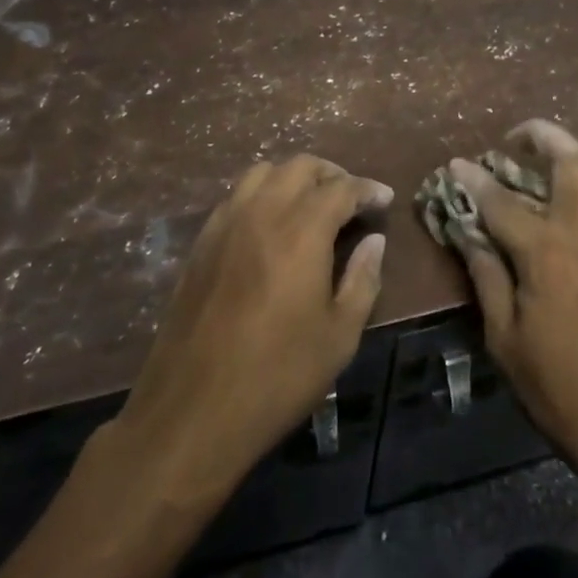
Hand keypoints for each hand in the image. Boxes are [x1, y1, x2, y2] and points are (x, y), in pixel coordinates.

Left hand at [101, 155, 391, 507]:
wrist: (192, 410)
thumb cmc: (277, 376)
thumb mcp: (339, 337)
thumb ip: (362, 280)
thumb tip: (374, 242)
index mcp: (301, 231)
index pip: (341, 188)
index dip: (367, 189)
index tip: (385, 200)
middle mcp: (261, 213)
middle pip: (300, 166)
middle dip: (332, 175)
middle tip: (352, 200)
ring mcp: (225, 224)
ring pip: (263, 173)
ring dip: (293, 178)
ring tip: (311, 205)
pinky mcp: (201, 243)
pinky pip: (236, 197)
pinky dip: (262, 195)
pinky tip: (271, 226)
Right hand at [451, 120, 577, 493]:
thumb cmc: (559, 389)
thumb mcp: (505, 339)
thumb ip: (487, 277)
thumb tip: (469, 235)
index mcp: (546, 254)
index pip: (501, 202)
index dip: (473, 180)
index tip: (456, 164)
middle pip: (570, 159)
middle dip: (540, 136)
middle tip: (515, 139)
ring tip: (561, 150)